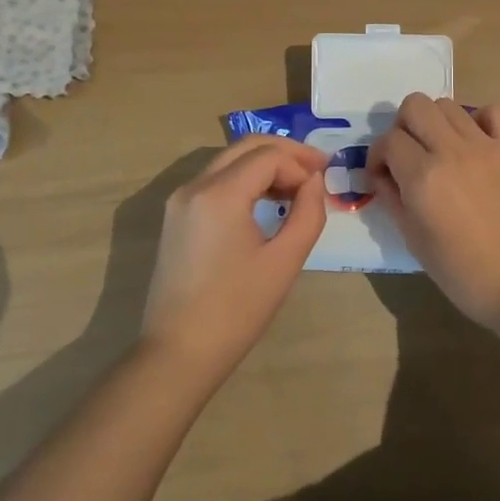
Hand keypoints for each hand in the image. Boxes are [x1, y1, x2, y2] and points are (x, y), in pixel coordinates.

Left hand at [141, 136, 328, 380]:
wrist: (178, 353)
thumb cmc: (236, 310)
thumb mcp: (284, 261)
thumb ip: (307, 213)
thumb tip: (314, 183)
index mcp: (219, 194)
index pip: (268, 156)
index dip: (301, 165)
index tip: (323, 185)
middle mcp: (194, 186)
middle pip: (246, 147)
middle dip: (285, 153)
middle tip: (317, 169)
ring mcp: (180, 200)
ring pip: (229, 160)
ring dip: (265, 165)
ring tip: (297, 188)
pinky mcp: (176, 216)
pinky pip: (215, 180)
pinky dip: (244, 180)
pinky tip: (266, 201)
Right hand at [368, 95, 499, 328]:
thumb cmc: (461, 271)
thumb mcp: (413, 239)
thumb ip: (392, 198)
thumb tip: (381, 174)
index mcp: (423, 177)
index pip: (388, 141)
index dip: (378, 156)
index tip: (383, 175)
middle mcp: (452, 151)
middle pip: (415, 105)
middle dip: (403, 127)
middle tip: (408, 154)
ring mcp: (486, 145)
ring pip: (448, 104)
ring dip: (435, 123)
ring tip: (441, 150)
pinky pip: (491, 112)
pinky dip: (477, 121)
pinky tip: (474, 144)